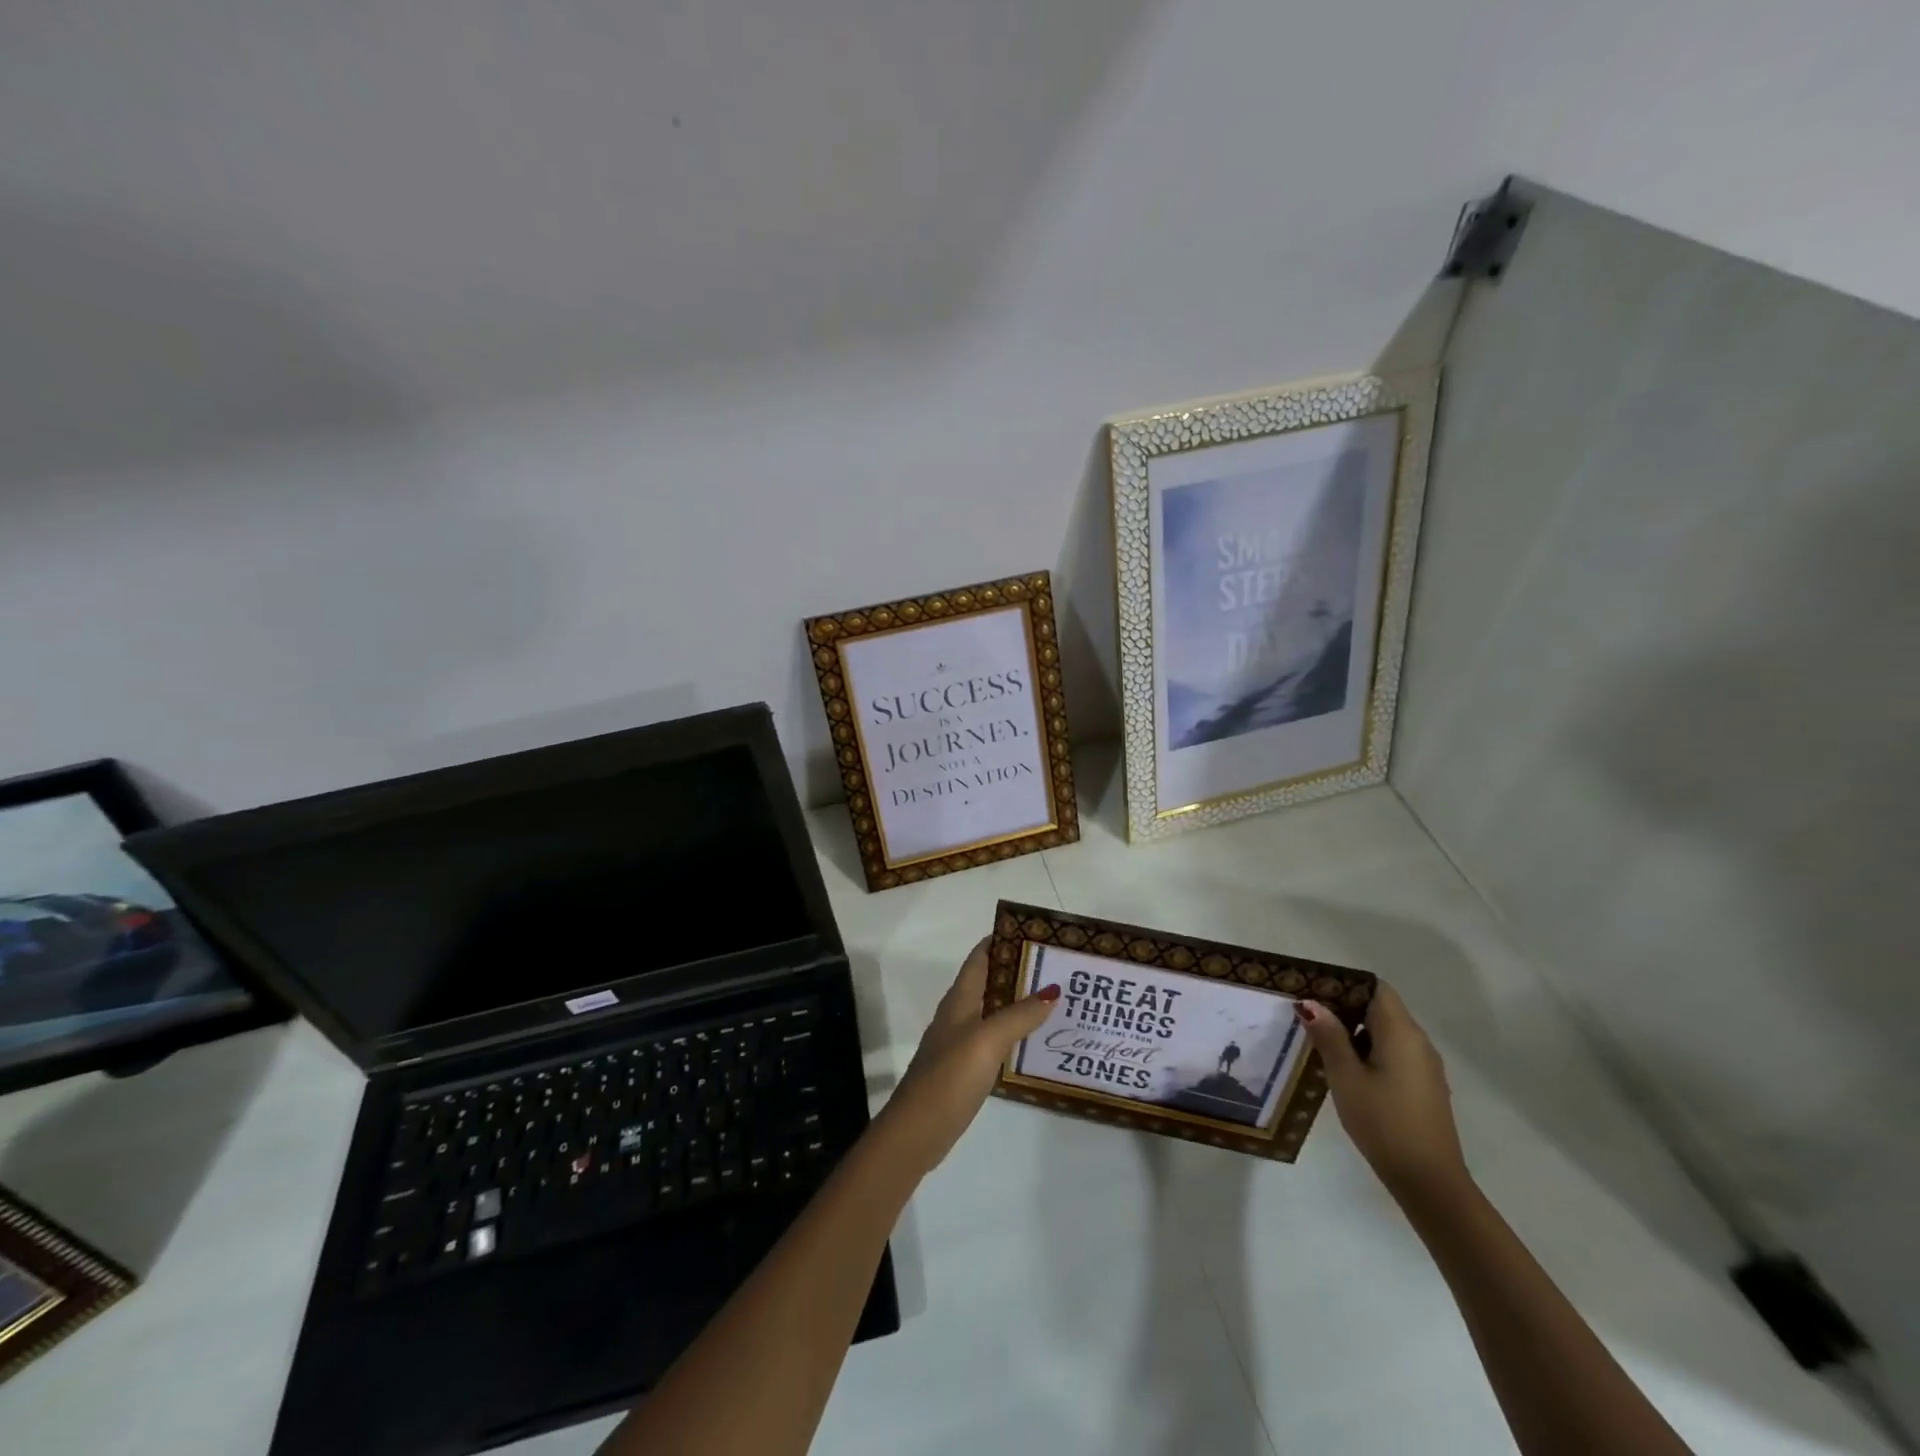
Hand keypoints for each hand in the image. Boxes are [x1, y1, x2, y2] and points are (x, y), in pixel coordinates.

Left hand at [876, 939, 1057, 1176]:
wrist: (918, 1129)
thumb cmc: (950, 1076)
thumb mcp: (988, 1039)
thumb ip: (1020, 1014)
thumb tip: (1052, 988)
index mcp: (960, 999)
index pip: (980, 957)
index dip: (1001, 941)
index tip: (1035, 934)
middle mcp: (958, 1014)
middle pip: (989, 981)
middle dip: (1018, 971)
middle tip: (1057, 967)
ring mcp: (960, 1042)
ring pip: (993, 1010)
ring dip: (1019, 1002)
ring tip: (1055, 1000)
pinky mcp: (965, 1067)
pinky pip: (994, 1038)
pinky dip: (1014, 1032)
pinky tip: (1034, 1041)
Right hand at [1296, 983, 1470, 1204]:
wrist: (1429, 1182)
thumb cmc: (1383, 1122)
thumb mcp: (1345, 1076)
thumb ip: (1329, 1036)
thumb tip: (1310, 1002)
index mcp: (1401, 1032)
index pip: (1376, 988)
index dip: (1345, 984)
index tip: (1315, 991)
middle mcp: (1418, 1042)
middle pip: (1380, 1008)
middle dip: (1345, 1007)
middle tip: (1308, 1015)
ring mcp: (1425, 1066)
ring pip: (1386, 1032)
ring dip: (1356, 1031)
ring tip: (1321, 1041)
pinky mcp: (1424, 1086)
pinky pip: (1394, 1053)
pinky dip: (1370, 1051)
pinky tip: (1346, 1069)